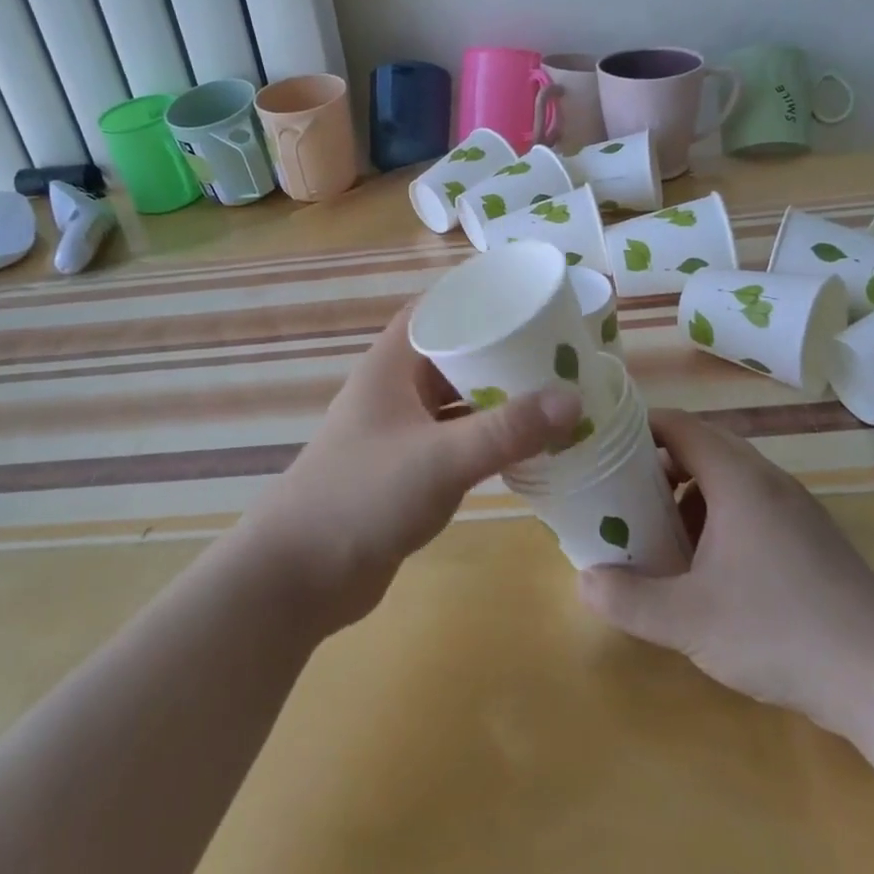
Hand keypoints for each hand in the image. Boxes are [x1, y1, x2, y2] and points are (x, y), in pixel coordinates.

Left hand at [239, 304, 581, 630]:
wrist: (299, 576)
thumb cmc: (363, 497)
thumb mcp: (441, 458)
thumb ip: (506, 430)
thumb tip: (574, 398)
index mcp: (393, 363)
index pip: (438, 308)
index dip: (480, 298)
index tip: (531, 300)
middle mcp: (396, 387)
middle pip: (455, 352)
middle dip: (502, 351)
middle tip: (559, 351)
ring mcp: (399, 429)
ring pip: (457, 398)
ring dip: (498, 397)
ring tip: (554, 393)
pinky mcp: (407, 468)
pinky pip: (455, 438)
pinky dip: (487, 436)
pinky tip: (525, 445)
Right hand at [579, 409, 873, 743]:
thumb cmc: (782, 631)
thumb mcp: (690, 621)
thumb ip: (629, 599)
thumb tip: (584, 581)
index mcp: (737, 478)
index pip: (678, 425)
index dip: (637, 428)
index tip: (603, 449)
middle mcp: (768, 480)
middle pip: (702, 446)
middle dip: (658, 465)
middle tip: (622, 495)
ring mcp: (796, 509)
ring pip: (729, 478)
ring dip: (689, 494)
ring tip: (660, 533)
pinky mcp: (813, 540)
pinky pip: (753, 506)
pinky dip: (719, 518)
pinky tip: (710, 568)